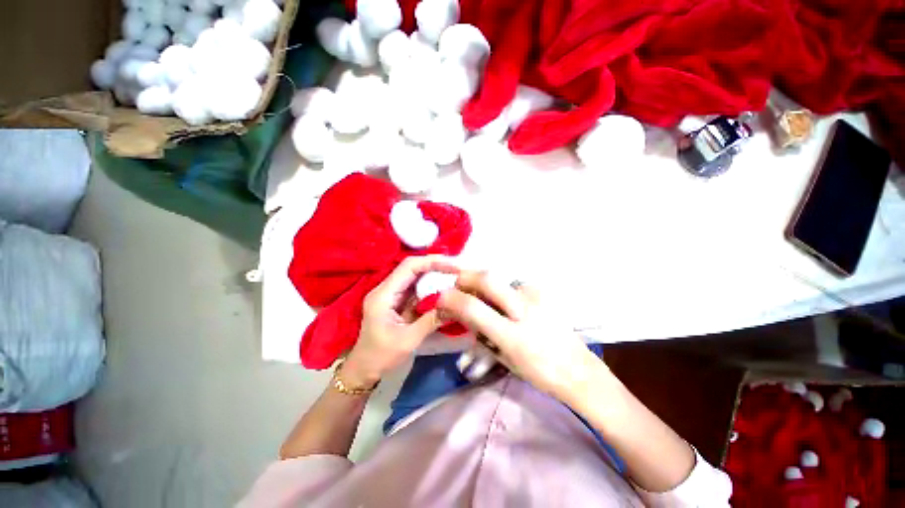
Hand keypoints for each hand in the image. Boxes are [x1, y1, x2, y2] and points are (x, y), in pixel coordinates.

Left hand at [342, 256, 459, 387]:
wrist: (364, 371)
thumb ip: (431, 320)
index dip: (431, 262)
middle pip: (412, 268)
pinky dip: (430, 288)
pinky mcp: (397, 302)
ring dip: (434, 275)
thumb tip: (455, 305)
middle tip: (457, 269)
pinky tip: (443, 290)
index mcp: (383, 295)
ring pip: (415, 277)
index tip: (453, 265)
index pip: (408, 267)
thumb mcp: (408, 340)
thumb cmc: (381, 357)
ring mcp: (391, 295)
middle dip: (435, 266)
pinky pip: (416, 289)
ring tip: (454, 277)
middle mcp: (386, 289)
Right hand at [438, 271, 608, 403]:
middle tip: (456, 285)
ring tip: (478, 294)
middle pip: (488, 279)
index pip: (474, 308)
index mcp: (513, 335)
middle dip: (465, 277)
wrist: (577, 367)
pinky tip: (504, 300)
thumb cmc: (538, 371)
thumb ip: (480, 333)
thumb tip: (459, 313)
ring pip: (499, 278)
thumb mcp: (504, 358)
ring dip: (482, 282)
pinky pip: (512, 283)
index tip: (440, 298)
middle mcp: (525, 309)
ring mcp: (536, 296)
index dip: (451, 299)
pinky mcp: (542, 291)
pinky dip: (501, 288)